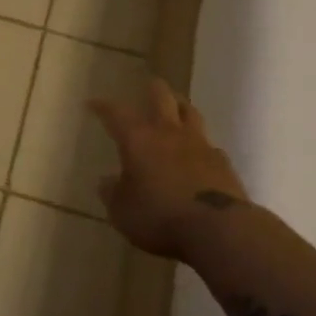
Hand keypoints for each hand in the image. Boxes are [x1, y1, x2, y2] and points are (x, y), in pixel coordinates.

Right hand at [89, 78, 248, 260]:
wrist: (217, 229)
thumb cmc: (159, 216)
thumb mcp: (122, 211)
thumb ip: (113, 193)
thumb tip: (107, 182)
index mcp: (138, 138)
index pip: (116, 112)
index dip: (103, 106)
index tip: (93, 104)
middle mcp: (168, 133)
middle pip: (162, 97)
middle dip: (152, 89)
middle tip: (147, 86)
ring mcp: (200, 145)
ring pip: (190, 113)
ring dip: (180, 107)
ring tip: (176, 108)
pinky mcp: (223, 163)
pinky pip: (210, 145)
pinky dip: (201, 144)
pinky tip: (199, 152)